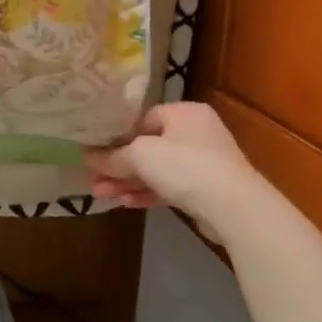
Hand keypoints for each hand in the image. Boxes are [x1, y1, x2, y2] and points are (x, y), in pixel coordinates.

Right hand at [84, 102, 256, 215]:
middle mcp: (195, 132)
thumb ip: (111, 156)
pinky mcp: (206, 190)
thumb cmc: (185, 166)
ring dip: (128, 182)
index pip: (140, 119)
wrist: (235, 208)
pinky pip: (168, 186)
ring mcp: (203, 162)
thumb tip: (86, 155)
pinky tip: (125, 203)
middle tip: (93, 178)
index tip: (93, 152)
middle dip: (117, 165)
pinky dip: (147, 192)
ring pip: (155, 169)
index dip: (114, 136)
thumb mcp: (139, 156)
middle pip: (146, 147)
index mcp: (183, 112)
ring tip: (100, 194)